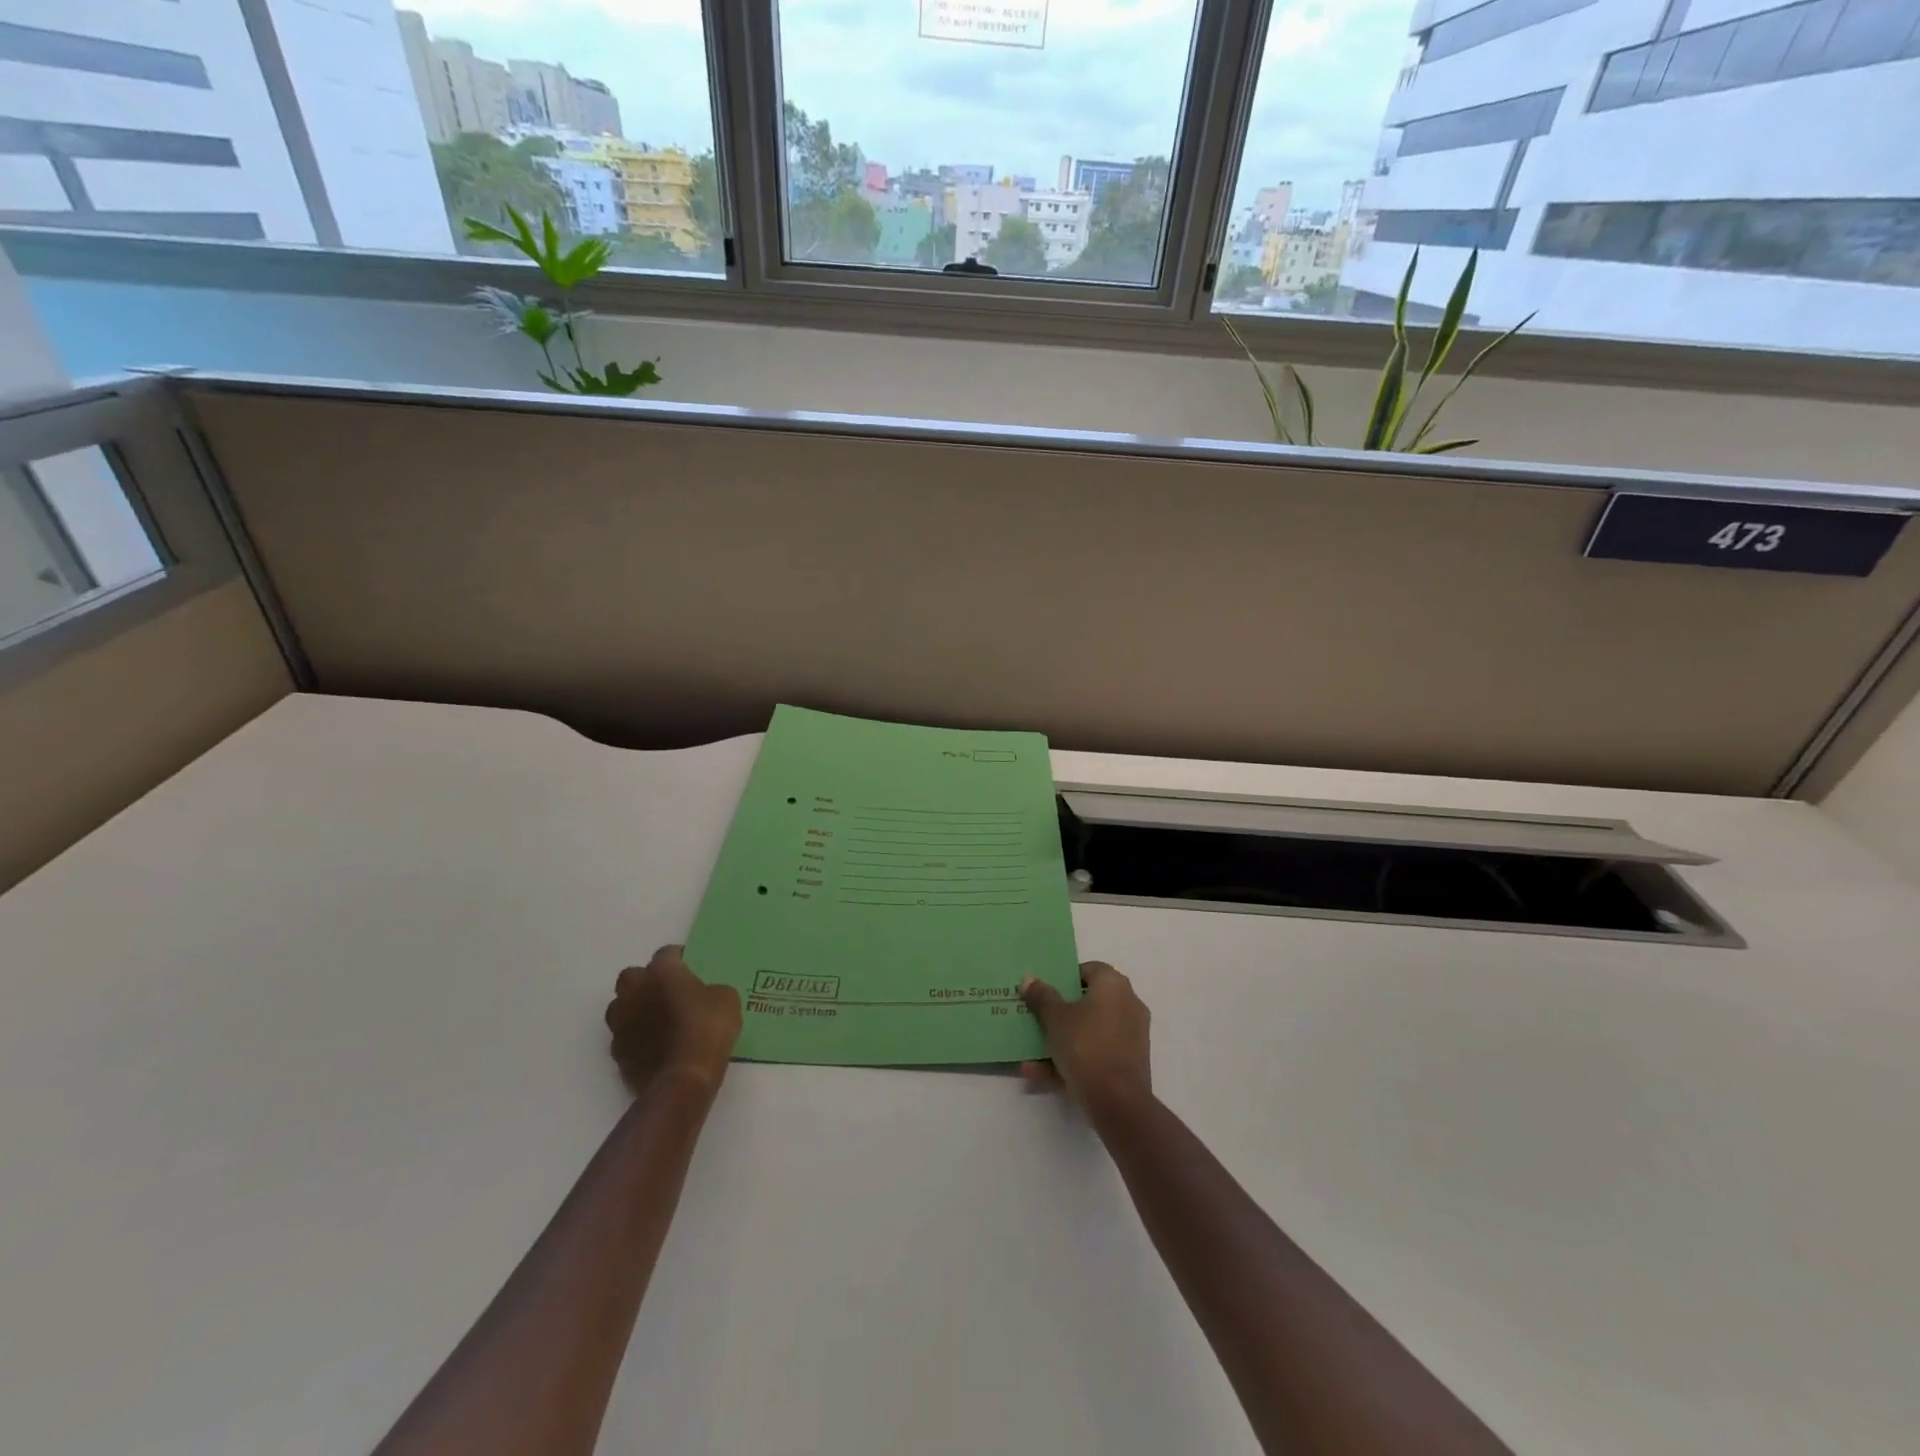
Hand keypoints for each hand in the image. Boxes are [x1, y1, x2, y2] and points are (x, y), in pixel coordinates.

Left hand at [605, 945, 741, 1094]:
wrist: (684, 1078)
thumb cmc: (707, 1029)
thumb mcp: (726, 999)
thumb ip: (711, 989)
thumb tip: (705, 995)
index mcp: (661, 972)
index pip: (666, 953)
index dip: (680, 958)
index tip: (692, 967)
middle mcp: (634, 992)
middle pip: (633, 976)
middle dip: (647, 980)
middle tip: (668, 991)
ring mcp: (621, 1024)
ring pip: (621, 1006)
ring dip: (635, 1008)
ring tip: (657, 1020)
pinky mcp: (617, 1053)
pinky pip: (624, 1036)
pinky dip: (636, 1037)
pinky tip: (654, 1046)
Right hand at [1018, 961, 1151, 1119]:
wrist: (1117, 1101)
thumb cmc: (1085, 1045)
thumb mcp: (1055, 1018)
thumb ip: (1041, 997)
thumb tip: (1029, 979)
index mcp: (1114, 985)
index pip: (1089, 970)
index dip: (1065, 979)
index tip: (1045, 993)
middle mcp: (1128, 1004)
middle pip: (1089, 1002)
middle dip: (1061, 1013)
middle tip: (1038, 1019)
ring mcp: (1131, 1036)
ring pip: (1090, 1032)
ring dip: (1062, 1042)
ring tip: (1031, 1055)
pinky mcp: (1130, 1063)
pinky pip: (1097, 1054)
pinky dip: (1073, 1061)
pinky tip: (1041, 1075)